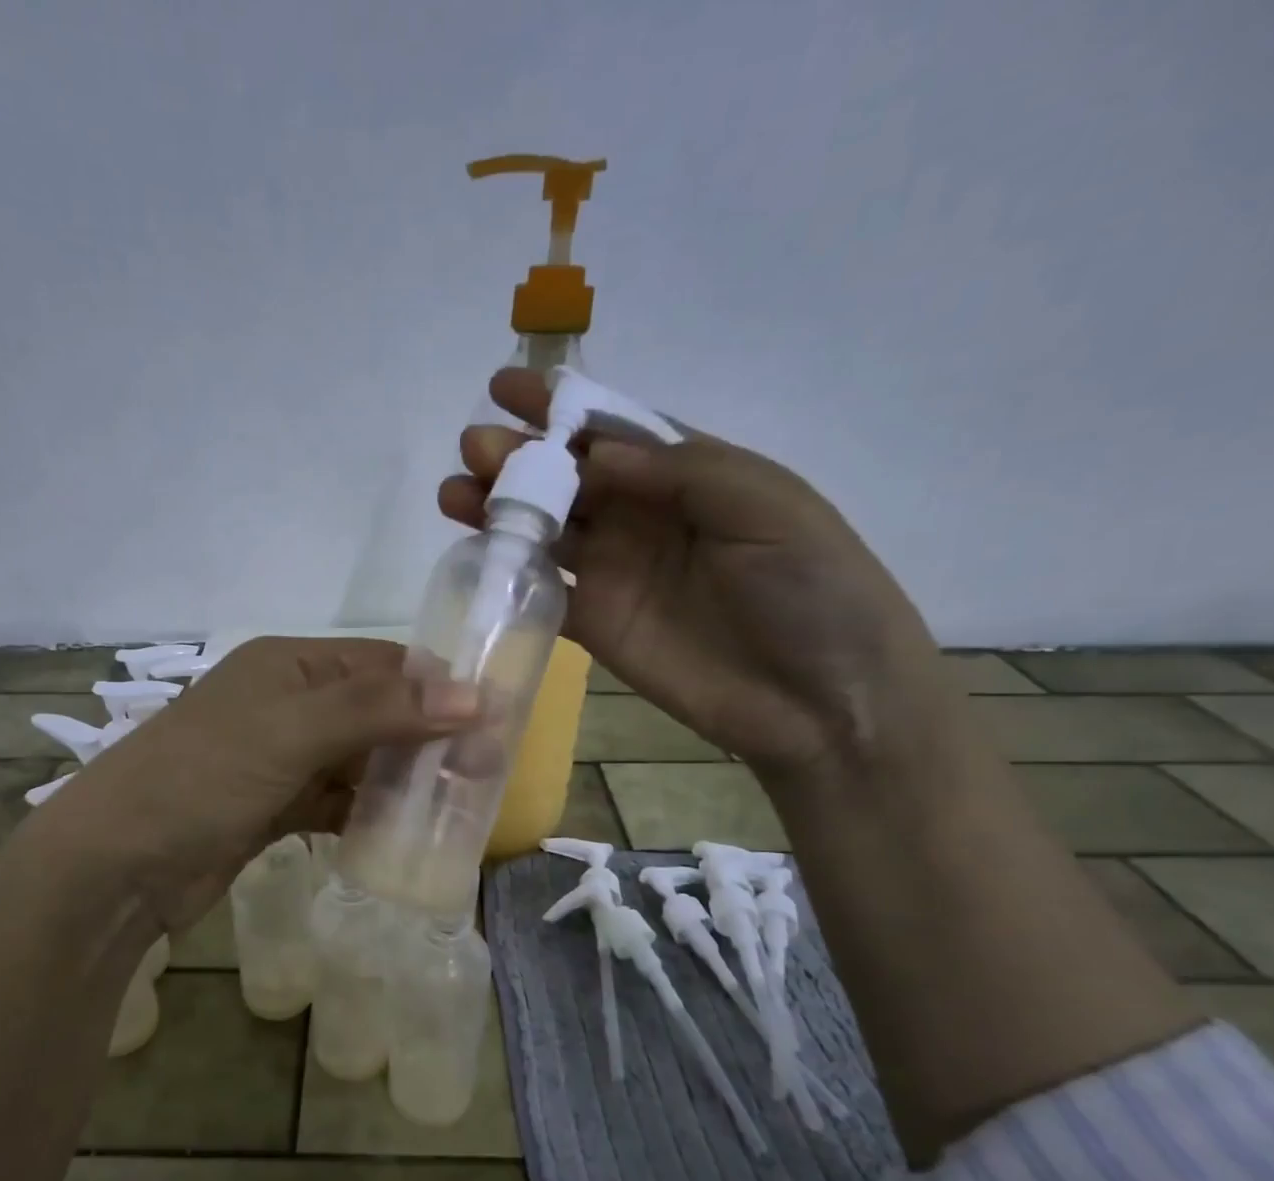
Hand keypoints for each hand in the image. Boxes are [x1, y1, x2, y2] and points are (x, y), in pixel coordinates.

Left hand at [47, 637, 476, 932]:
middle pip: (376, 712)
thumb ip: (380, 710)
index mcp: (291, 665)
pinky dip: (368, 814)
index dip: (438, 687)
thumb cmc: (205, 776)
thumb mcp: (294, 730)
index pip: (382, 664)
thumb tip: (474, 696)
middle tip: (486, 770)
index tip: (495, 719)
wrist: (118, 864)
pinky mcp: (273, 808)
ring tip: (461, 804)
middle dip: (427, 738)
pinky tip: (405, 832)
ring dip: (402, 780)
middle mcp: (289, 704)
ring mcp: (280, 759)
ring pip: (360, 761)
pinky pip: (336, 802)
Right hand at [441, 368, 955, 779]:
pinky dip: (508, 570)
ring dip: (500, 509)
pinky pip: (542, 589)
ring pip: (545, 529)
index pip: (611, 429)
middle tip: (474, 448)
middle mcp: (643, 515)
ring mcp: (615, 571)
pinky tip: (476, 552)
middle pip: (567, 477)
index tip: (506, 388)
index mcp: (687, 473)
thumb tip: (593, 454)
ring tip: (455, 494)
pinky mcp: (595, 623)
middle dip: (518, 457)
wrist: (819, 698)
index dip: (560, 407)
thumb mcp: (764, 505)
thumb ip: (679, 471)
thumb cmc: (810, 588)